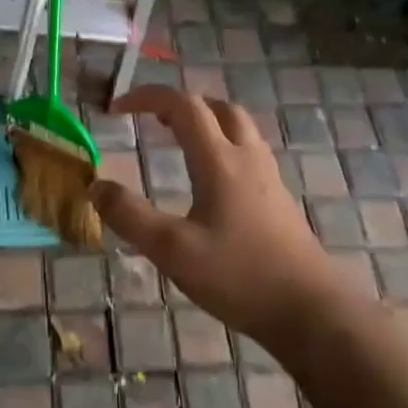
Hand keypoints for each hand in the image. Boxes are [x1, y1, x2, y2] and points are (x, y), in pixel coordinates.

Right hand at [91, 86, 342, 341]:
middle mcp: (247, 159)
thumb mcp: (173, 250)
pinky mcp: (279, 200)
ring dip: (205, 122)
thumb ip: (130, 216)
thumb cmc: (239, 276)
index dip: (146, 97)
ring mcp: (269, 178)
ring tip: (178, 141)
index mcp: (220, 161)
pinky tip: (210, 180)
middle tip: (151, 120)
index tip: (116, 109)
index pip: (183, 106)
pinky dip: (222, 146)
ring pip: (238, 128)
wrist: (310, 310)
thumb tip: (96, 187)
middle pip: (217, 107)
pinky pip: (248, 153)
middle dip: (180, 104)